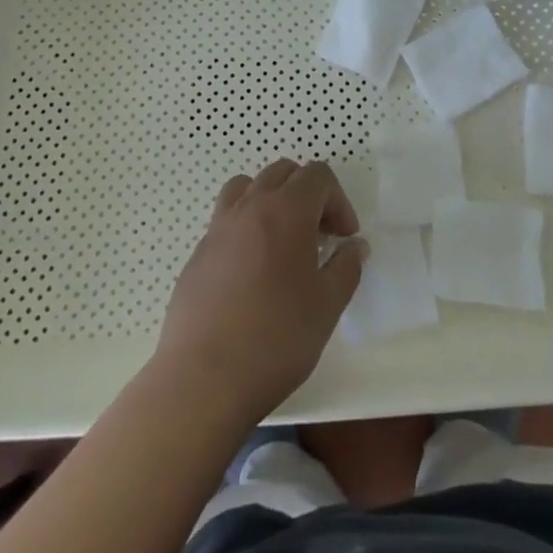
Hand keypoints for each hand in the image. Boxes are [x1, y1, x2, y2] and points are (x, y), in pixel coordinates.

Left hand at [153, 159, 364, 425]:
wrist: (203, 379)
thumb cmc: (276, 339)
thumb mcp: (327, 306)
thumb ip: (346, 267)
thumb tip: (355, 246)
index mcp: (286, 211)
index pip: (318, 175)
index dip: (338, 200)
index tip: (344, 237)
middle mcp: (250, 207)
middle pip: (282, 172)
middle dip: (307, 194)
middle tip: (319, 236)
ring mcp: (218, 227)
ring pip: (248, 187)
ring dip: (271, 200)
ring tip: (282, 241)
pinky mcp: (197, 253)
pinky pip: (226, 220)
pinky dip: (245, 227)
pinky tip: (251, 272)